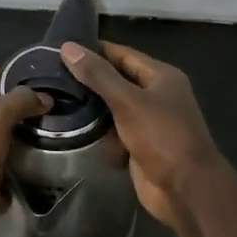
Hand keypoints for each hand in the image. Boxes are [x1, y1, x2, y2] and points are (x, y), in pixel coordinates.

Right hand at [60, 41, 223, 231]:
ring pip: (113, 110)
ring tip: (56, 101)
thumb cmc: (162, 136)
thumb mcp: (128, 101)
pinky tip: (74, 132)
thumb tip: (68, 47)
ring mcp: (148, 123)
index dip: (95, 50)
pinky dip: (100, 136)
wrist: (185, 188)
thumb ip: (98, 75)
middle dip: (89, 82)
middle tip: (52, 77)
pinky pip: (115, 134)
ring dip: (92, 111)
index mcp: (161, 77)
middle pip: (117, 82)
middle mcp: (156, 96)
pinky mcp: (139, 146)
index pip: (123, 54)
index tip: (62, 49)